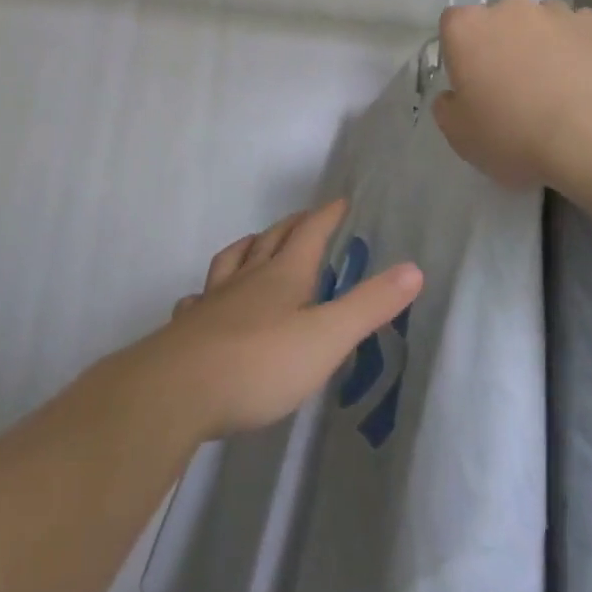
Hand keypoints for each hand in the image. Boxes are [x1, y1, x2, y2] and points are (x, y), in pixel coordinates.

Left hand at [128, 200, 421, 441]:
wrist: (178, 390)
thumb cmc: (260, 363)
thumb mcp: (326, 338)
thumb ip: (369, 306)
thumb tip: (414, 269)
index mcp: (283, 276)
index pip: (309, 233)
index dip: (327, 215)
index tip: (341, 200)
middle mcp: (247, 279)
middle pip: (272, 239)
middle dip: (292, 225)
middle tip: (306, 219)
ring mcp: (214, 301)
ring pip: (233, 261)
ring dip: (250, 247)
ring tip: (257, 244)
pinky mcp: (190, 328)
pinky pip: (200, 299)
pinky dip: (209, 292)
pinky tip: (206, 301)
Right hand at [432, 0, 591, 189]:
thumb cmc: (518, 135)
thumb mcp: (462, 137)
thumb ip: (447, 109)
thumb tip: (454, 95)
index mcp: (466, 28)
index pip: (452, 25)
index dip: (460, 53)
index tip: (472, 84)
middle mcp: (508, 8)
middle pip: (498, 19)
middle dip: (502, 43)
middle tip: (514, 87)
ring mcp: (557, 12)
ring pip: (541, 23)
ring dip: (542, 44)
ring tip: (558, 88)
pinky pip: (579, 32)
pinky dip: (579, 49)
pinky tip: (589, 84)